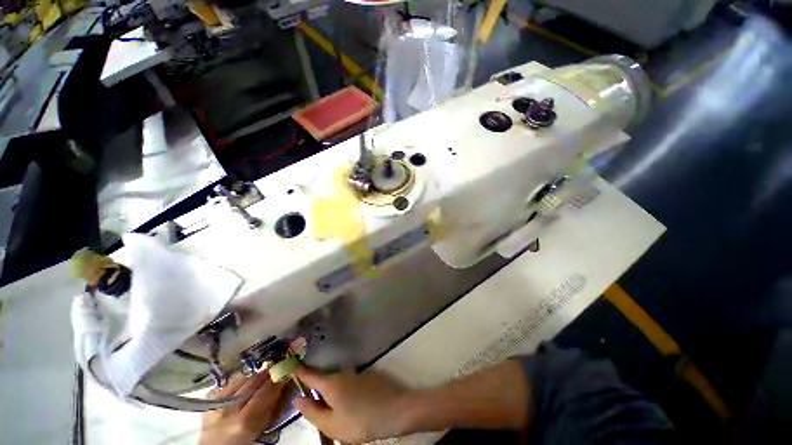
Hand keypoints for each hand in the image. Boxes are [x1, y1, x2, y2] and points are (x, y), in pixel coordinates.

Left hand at [198, 372, 285, 444]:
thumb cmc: (241, 441)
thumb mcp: (259, 428)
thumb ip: (270, 409)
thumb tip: (282, 387)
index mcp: (244, 421)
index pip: (265, 392)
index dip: (277, 380)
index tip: (287, 373)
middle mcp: (229, 409)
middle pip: (253, 382)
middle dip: (267, 373)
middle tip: (277, 368)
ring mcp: (216, 402)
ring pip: (242, 378)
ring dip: (254, 376)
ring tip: (261, 377)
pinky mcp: (209, 399)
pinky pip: (230, 382)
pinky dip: (240, 381)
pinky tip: (244, 385)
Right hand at [293, 367, 414, 442]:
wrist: (394, 410)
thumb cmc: (359, 421)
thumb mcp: (331, 424)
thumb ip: (312, 411)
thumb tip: (297, 397)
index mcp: (331, 383)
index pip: (310, 374)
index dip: (298, 370)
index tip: (288, 364)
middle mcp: (343, 373)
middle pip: (324, 379)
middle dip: (316, 388)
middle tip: (312, 404)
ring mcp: (357, 373)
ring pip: (338, 382)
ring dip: (332, 392)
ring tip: (334, 410)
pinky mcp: (368, 376)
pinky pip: (350, 383)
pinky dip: (346, 391)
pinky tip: (351, 405)